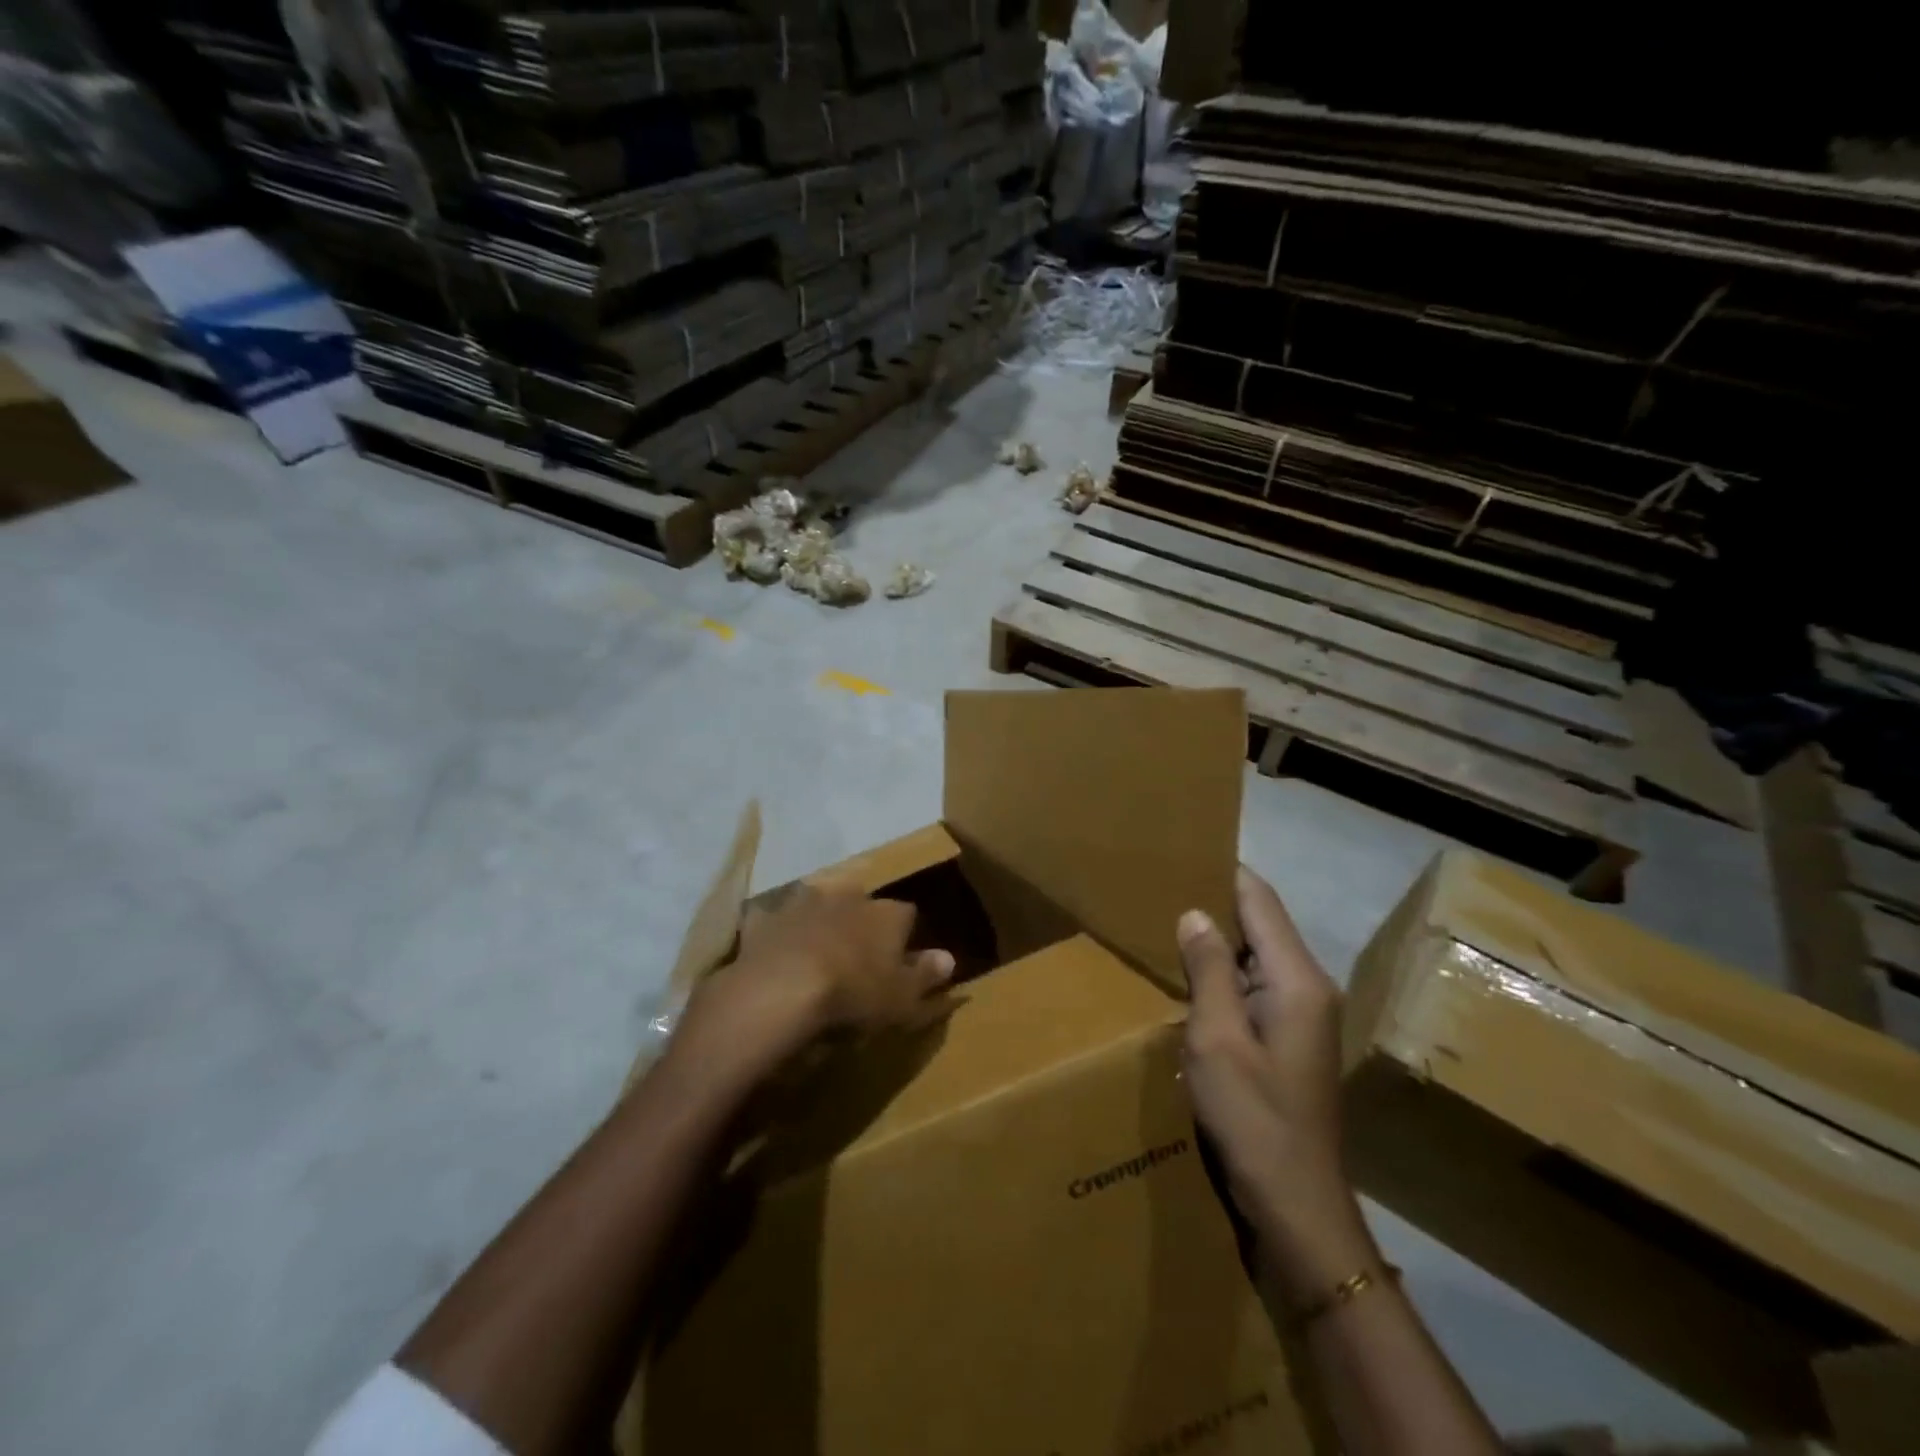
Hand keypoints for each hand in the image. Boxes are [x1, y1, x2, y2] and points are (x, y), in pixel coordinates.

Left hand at [670, 879, 955, 1085]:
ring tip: (816, 955)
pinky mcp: (765, 919)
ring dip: (821, 923)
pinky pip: (775, 923)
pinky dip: (778, 936)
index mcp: (886, 914)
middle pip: (862, 904)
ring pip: (819, 906)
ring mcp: (803, 903)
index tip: (901, 961)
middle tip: (857, 957)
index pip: (907, 915)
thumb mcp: (903, 998)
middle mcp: (848, 896)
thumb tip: (949, 958)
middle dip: (861, 923)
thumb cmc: (853, 996)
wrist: (779, 993)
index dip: (905, 937)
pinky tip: (775, 957)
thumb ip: (926, 976)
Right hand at [1179, 867, 1371, 1298]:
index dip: (1222, 872)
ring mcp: (1302, 1016)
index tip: (1180, 854)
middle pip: (1260, 924)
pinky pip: (1254, 987)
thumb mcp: (1217, 1039)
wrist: (1296, 1207)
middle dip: (1214, 904)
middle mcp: (1308, 987)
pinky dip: (1223, 975)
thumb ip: (1208, 970)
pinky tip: (1188, 978)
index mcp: (1296, 979)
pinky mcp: (1290, 1040)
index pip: (1259, 899)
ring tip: (1165, 923)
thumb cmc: (1253, 1118)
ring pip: (1256, 957)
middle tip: (1160, 888)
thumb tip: (1195, 913)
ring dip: (1216, 942)